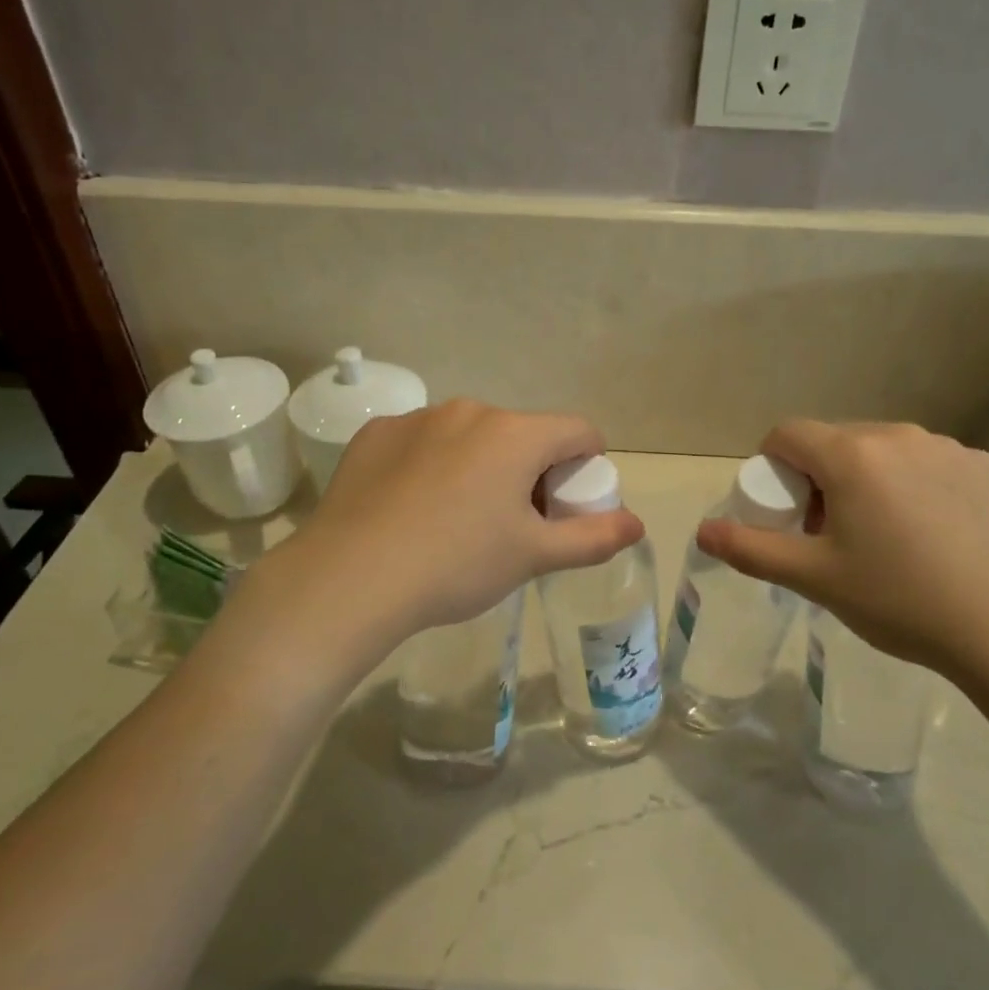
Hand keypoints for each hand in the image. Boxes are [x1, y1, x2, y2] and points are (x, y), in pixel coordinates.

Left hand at [268, 400, 643, 642]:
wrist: (350, 578)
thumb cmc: (457, 564)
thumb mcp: (532, 556)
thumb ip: (592, 538)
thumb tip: (638, 524)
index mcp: (516, 434)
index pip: (578, 431)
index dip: (586, 465)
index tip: (567, 504)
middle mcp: (470, 411)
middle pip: (522, 434)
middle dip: (530, 469)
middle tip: (514, 522)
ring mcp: (419, 418)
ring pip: (471, 435)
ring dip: (480, 464)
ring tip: (458, 518)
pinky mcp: (377, 434)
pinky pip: (423, 442)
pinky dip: (431, 465)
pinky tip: (412, 507)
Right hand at [697, 420, 988, 684]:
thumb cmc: (900, 600)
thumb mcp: (815, 579)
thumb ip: (751, 549)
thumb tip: (703, 531)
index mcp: (851, 455)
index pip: (787, 434)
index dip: (772, 466)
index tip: (785, 509)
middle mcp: (898, 435)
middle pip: (835, 441)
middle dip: (820, 477)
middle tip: (832, 533)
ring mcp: (948, 447)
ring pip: (884, 451)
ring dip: (868, 479)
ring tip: (885, 537)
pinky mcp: (987, 466)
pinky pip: (929, 463)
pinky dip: (915, 486)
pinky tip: (935, 535)